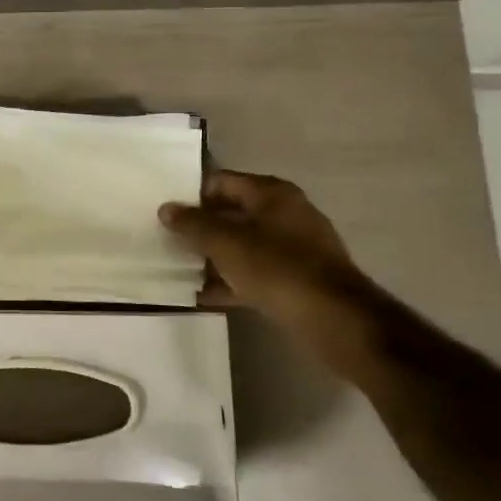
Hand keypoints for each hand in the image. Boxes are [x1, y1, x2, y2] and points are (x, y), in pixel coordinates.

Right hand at [159, 169, 360, 313]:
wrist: (334, 319)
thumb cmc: (277, 268)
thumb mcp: (226, 243)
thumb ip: (193, 224)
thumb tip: (166, 209)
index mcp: (271, 193)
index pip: (222, 181)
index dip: (192, 194)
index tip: (166, 212)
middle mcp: (285, 213)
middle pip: (232, 213)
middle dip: (201, 227)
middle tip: (167, 240)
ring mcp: (294, 248)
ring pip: (243, 245)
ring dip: (214, 256)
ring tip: (180, 269)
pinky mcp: (297, 279)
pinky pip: (255, 273)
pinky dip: (231, 280)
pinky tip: (203, 296)